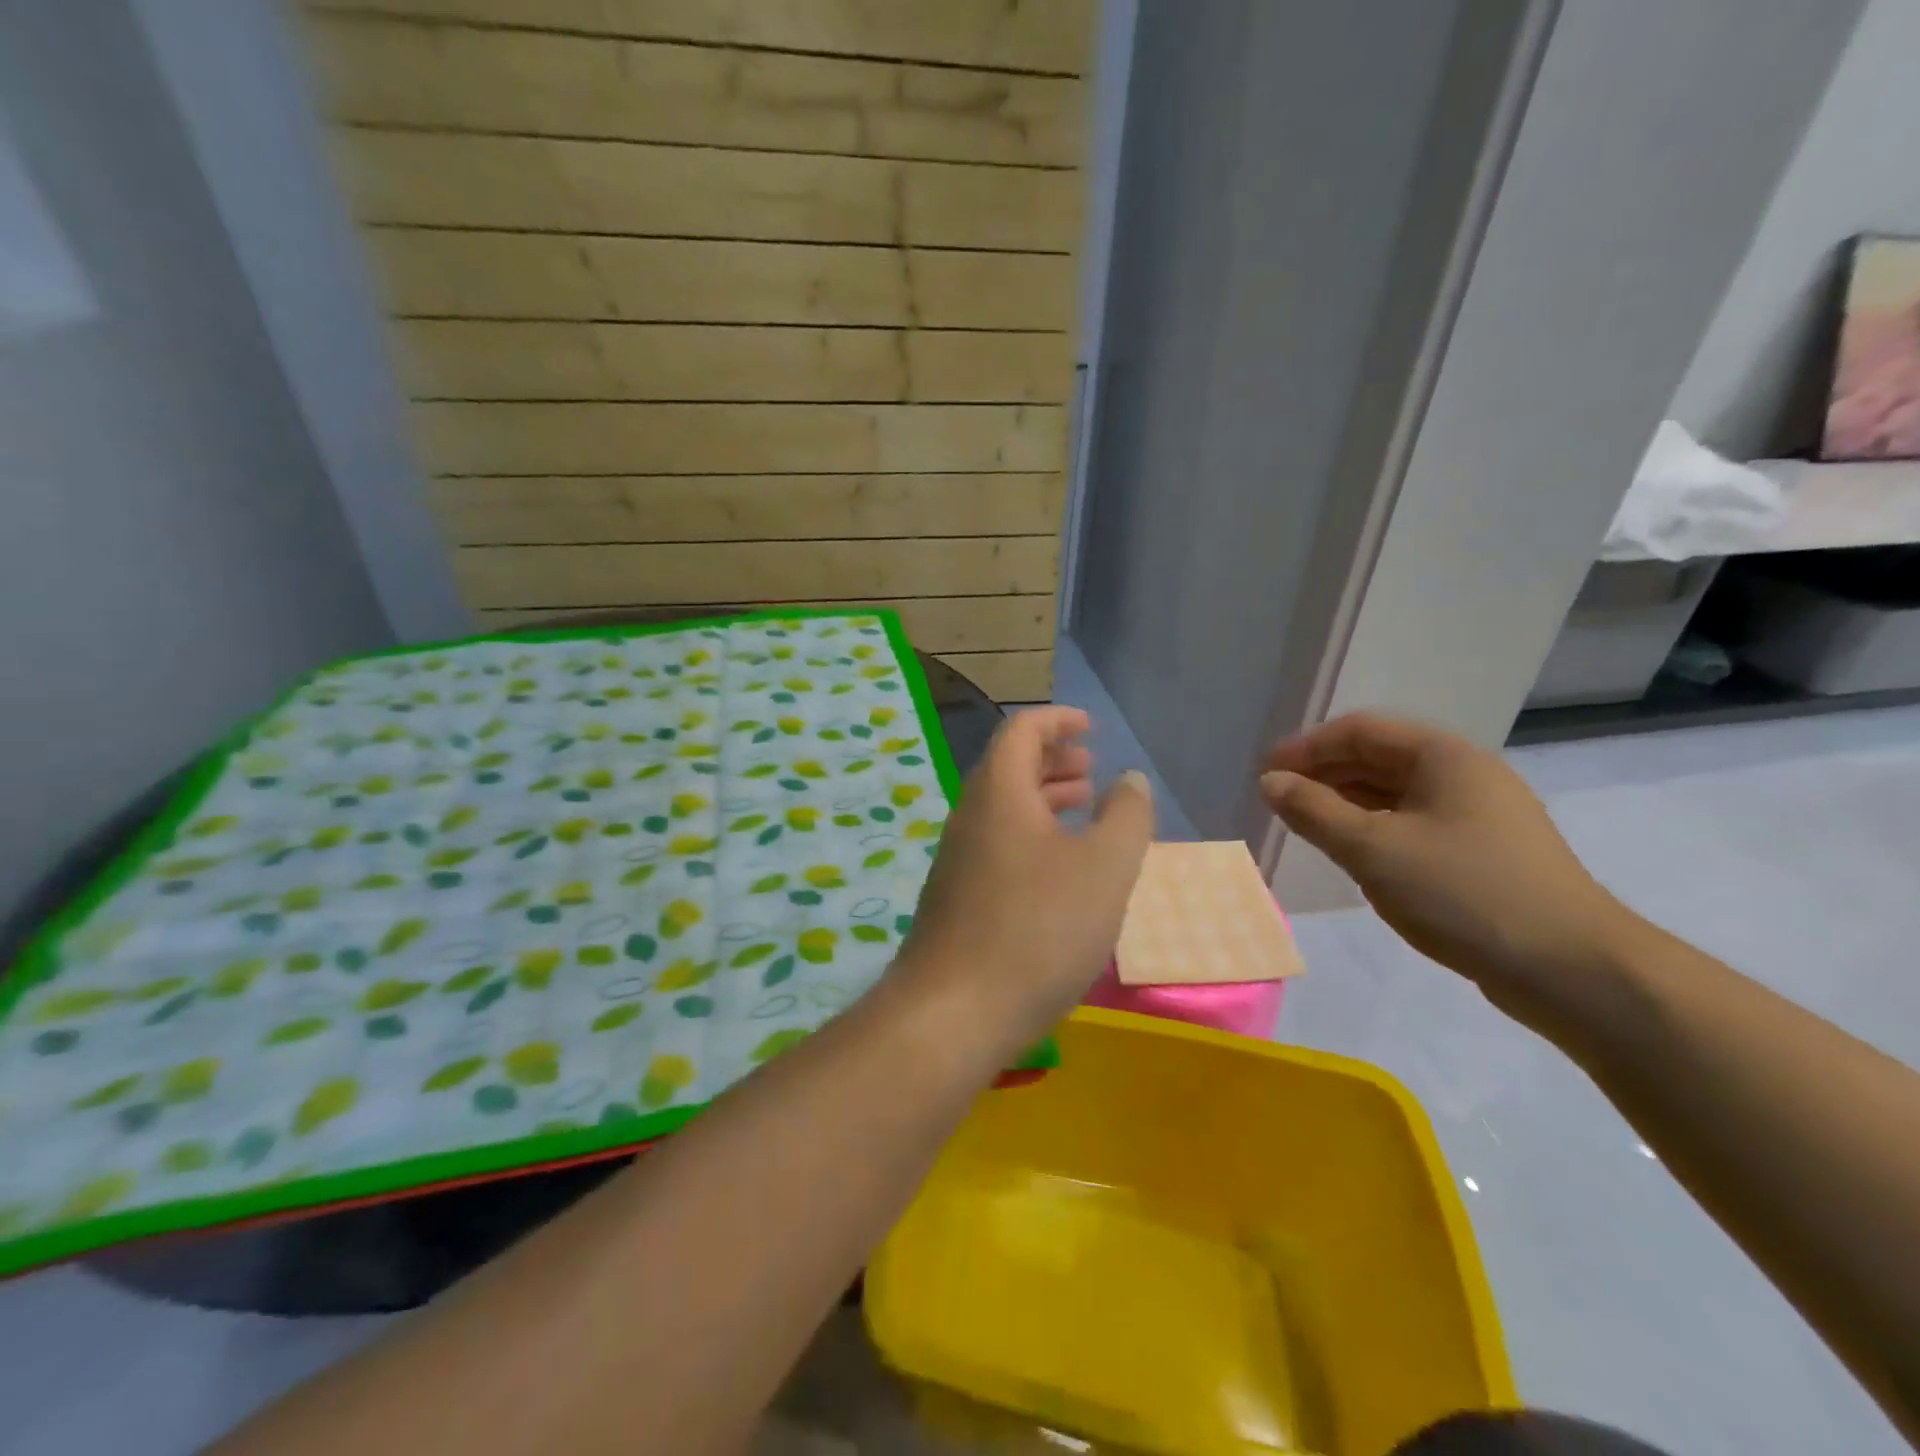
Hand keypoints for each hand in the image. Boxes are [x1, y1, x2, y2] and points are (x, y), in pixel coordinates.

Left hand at [896, 707, 1154, 1049]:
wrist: (954, 1012)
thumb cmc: (1037, 929)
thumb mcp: (1105, 868)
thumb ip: (1126, 816)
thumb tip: (1129, 779)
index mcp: (998, 792)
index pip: (1022, 730)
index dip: (1058, 720)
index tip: (1091, 728)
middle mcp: (969, 815)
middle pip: (1008, 766)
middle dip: (1052, 759)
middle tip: (1092, 769)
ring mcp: (957, 857)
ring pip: (1002, 807)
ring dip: (1043, 798)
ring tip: (1082, 808)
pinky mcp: (955, 895)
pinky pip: (996, 842)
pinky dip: (1030, 834)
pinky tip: (1057, 867)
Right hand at [1262, 713, 1632, 1029]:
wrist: (1571, 969)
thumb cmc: (1463, 892)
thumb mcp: (1373, 849)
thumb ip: (1314, 811)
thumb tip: (1270, 782)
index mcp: (1444, 757)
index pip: (1360, 731)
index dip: (1306, 748)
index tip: (1266, 774)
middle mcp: (1465, 774)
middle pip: (1379, 757)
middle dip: (1324, 774)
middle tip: (1279, 800)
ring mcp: (1479, 814)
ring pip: (1396, 793)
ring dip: (1346, 802)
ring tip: (1307, 825)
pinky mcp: (1484, 852)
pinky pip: (1414, 823)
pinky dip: (1375, 828)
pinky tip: (1354, 852)